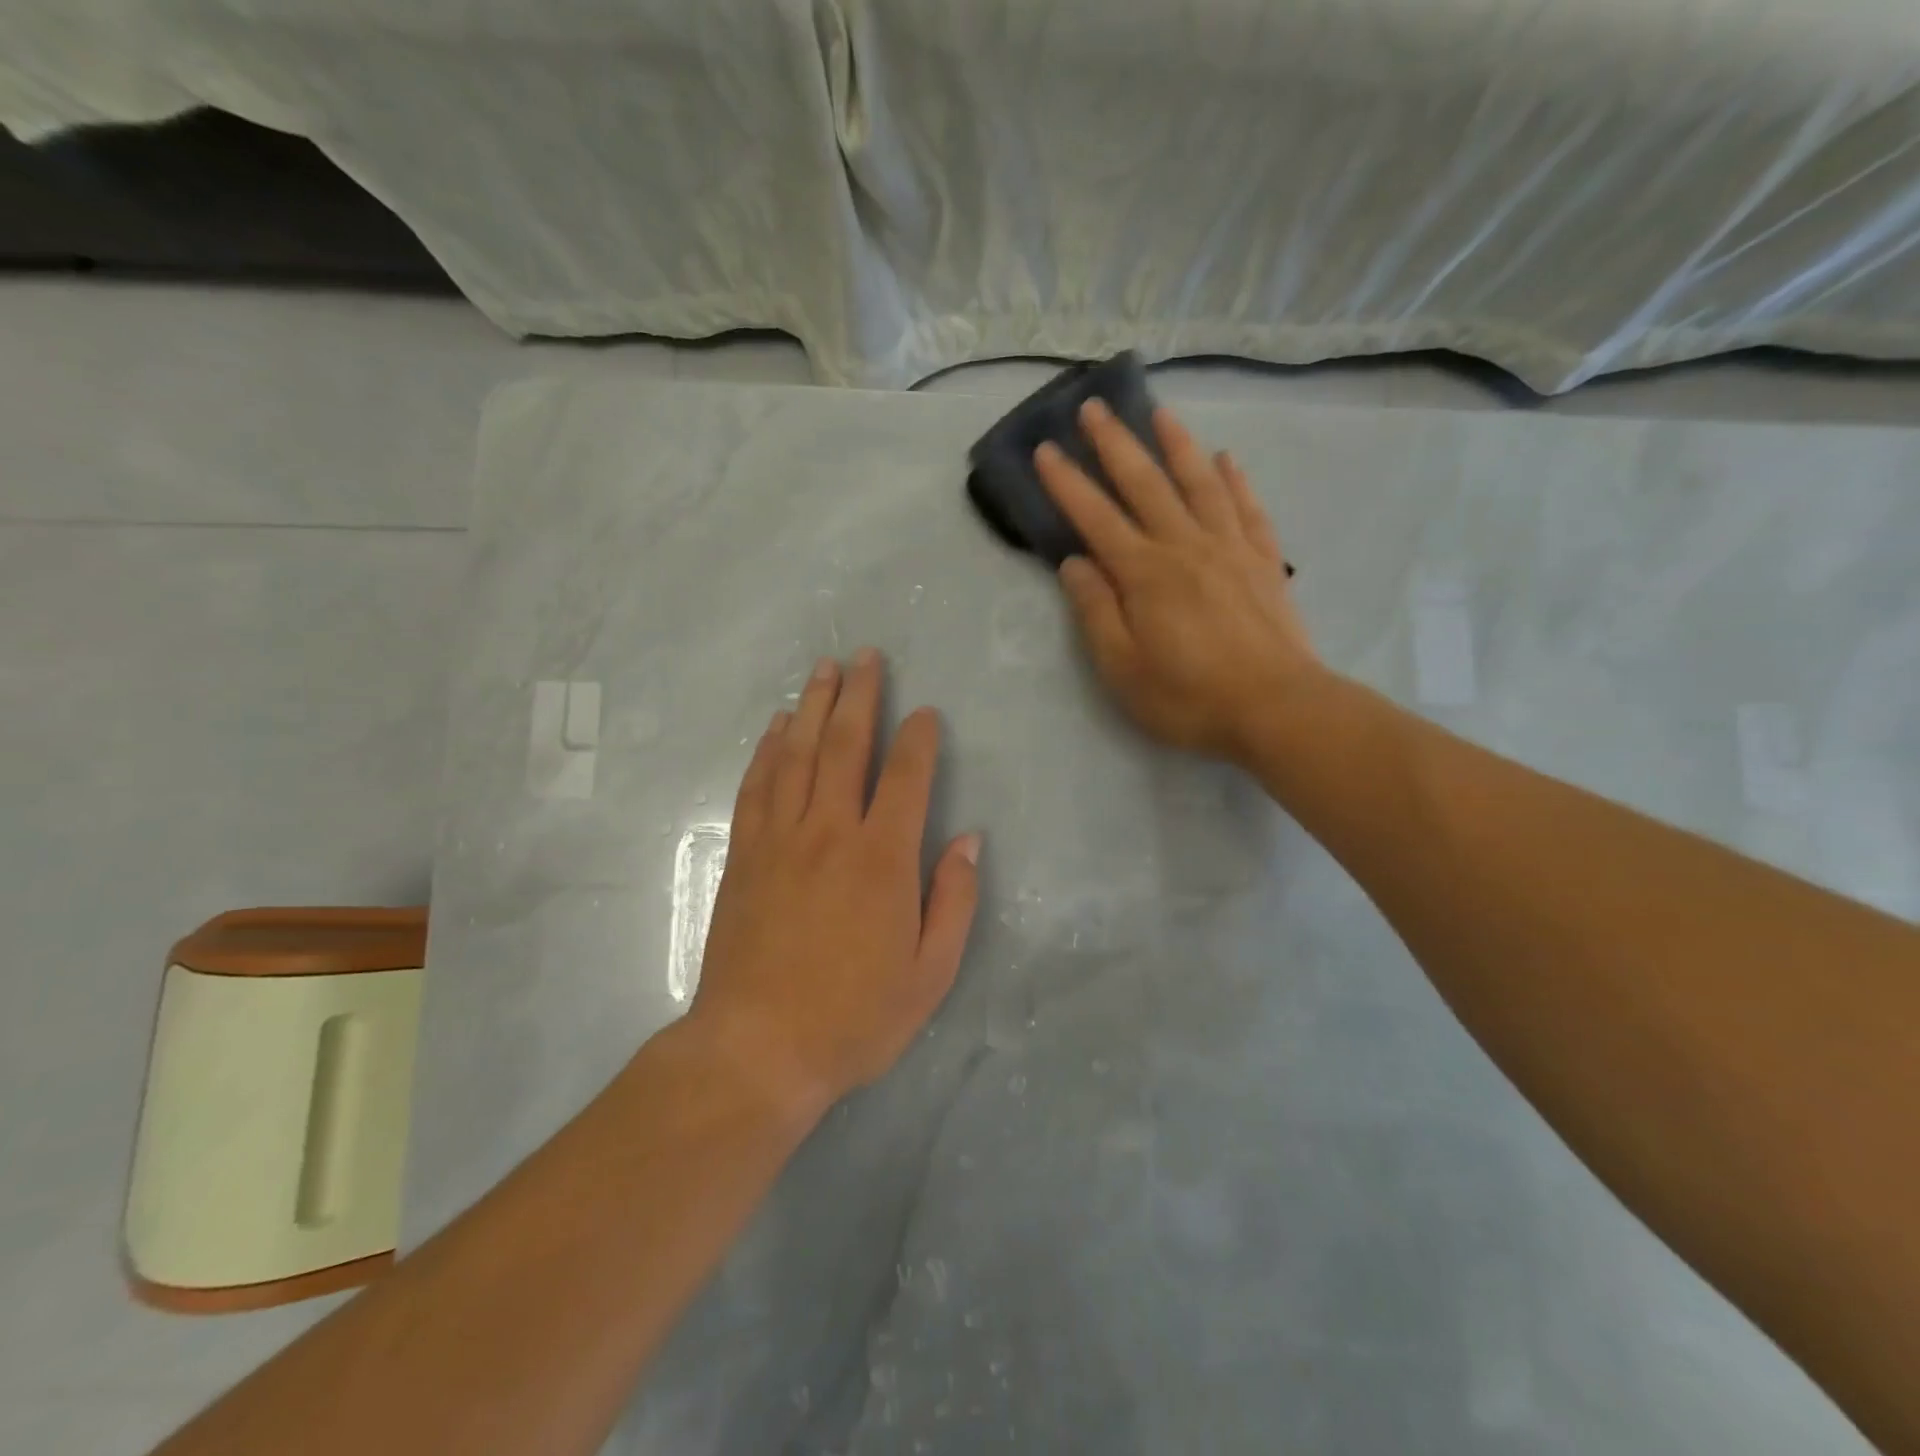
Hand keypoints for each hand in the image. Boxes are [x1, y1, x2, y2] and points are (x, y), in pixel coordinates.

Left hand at [688, 650, 980, 1117]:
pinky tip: (776, 727)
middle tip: (865, 656)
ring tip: (823, 669)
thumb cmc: (854, 1017)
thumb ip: (953, 900)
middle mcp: (830, 832)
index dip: (918, 737)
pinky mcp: (745, 855)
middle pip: (846, 745)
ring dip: (812, 706)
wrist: (758, 1049)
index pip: (907, 776)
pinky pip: (758, 786)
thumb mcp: (930, 973)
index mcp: (882, 858)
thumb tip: (969, 841)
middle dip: (859, 695)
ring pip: (797, 754)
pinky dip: (768, 749)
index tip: (924, 713)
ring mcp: (781, 839)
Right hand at [1035, 399, 1322, 763]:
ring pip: (1199, 483)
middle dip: (1115, 444)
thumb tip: (1074, 563)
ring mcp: (1230, 548)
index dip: (1068, 483)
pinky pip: (1248, 508)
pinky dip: (1235, 480)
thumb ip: (1096, 611)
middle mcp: (1185, 546)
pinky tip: (1227, 459)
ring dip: (1176, 444)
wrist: (1277, 709)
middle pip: (1145, 484)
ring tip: (1159, 412)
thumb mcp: (1123, 668)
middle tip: (1093, 407)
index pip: (1096, 518)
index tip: (1046, 449)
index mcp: (1144, 574)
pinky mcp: (1264, 561)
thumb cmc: (1189, 697)